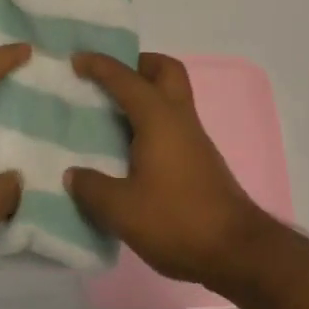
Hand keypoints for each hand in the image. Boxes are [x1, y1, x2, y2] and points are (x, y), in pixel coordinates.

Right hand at [66, 52, 277, 289]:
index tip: (76, 59)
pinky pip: (172, 123)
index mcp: (159, 118)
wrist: (235, 249)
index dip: (100, 65)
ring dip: (146, 94)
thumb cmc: (177, 220)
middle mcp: (180, 118)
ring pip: (172, 97)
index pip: (126, 79)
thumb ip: (93, 188)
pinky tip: (129, 148)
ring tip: (111, 114)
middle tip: (109, 79)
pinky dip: (151, 121)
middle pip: (165, 71)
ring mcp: (194, 139)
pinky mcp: (199, 160)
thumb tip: (73, 175)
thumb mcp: (122, 210)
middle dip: (138, 64)